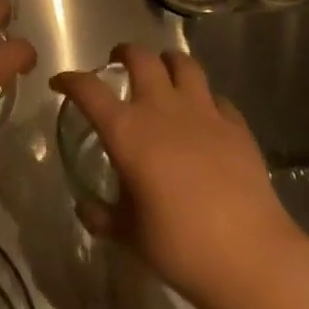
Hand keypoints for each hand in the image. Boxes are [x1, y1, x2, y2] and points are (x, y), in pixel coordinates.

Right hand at [51, 43, 306, 303]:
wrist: (249, 255)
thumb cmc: (178, 245)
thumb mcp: (128, 234)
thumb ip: (102, 216)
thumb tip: (86, 208)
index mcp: (127, 132)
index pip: (88, 90)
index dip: (70, 80)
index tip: (59, 83)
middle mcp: (163, 110)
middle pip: (141, 58)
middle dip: (124, 53)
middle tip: (117, 62)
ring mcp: (204, 113)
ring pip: (184, 64)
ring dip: (167, 62)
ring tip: (162, 72)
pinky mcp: (237, 126)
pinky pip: (217, 97)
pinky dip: (204, 98)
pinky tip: (204, 115)